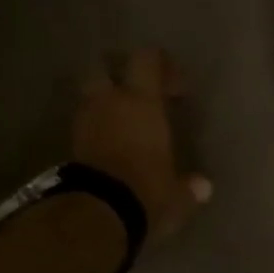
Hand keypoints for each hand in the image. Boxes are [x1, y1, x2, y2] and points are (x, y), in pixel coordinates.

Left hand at [73, 49, 210, 243]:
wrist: (97, 213)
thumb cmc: (147, 189)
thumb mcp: (176, 193)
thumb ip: (188, 186)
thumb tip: (203, 187)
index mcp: (141, 102)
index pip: (146, 60)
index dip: (161, 64)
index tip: (176, 86)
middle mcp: (110, 103)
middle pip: (104, 68)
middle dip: (118, 75)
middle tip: (139, 95)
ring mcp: (85, 121)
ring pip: (91, 97)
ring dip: (106, 104)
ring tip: (126, 124)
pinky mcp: (70, 145)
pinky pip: (85, 125)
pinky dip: (97, 129)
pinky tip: (112, 146)